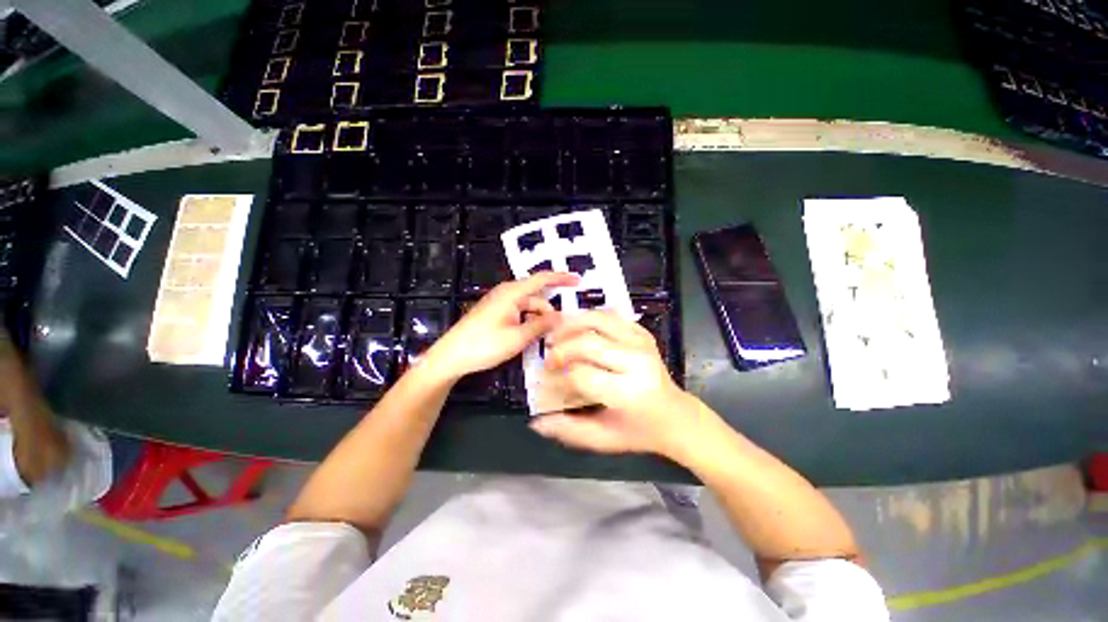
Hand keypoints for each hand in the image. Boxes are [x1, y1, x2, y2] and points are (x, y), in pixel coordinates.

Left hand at [425, 272, 578, 380]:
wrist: (451, 356)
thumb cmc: (484, 344)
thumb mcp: (518, 337)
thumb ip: (542, 325)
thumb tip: (562, 316)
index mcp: (512, 293)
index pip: (541, 279)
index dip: (561, 278)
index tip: (578, 280)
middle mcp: (506, 293)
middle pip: (536, 296)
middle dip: (550, 309)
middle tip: (563, 326)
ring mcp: (500, 303)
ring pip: (528, 307)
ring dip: (539, 319)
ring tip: (548, 337)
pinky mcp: (495, 313)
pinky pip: (519, 313)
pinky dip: (528, 322)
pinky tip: (533, 336)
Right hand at [529, 311, 706, 456]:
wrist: (676, 415)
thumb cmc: (638, 431)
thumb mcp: (604, 438)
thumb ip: (569, 430)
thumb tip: (537, 422)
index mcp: (627, 392)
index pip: (580, 375)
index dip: (557, 379)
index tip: (546, 383)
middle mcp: (636, 362)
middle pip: (587, 343)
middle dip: (560, 350)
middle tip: (549, 360)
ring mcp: (641, 343)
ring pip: (598, 319)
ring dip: (571, 325)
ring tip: (557, 336)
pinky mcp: (643, 333)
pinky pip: (611, 316)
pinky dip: (590, 318)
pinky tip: (578, 329)